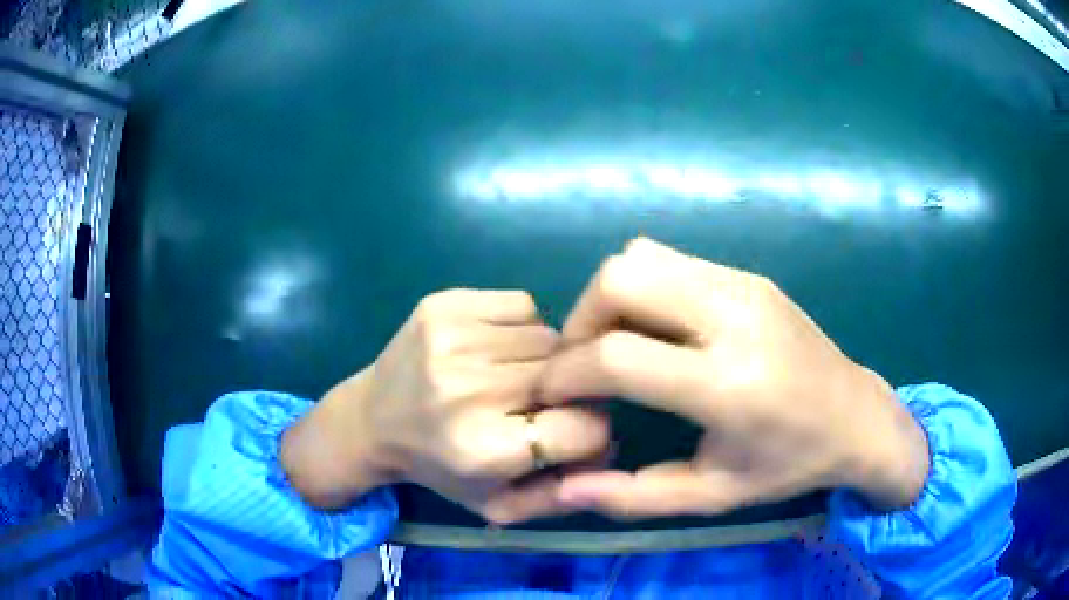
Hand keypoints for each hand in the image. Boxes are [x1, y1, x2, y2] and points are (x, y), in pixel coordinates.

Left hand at [281, 289, 608, 523]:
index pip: (586, 427)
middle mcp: (467, 390)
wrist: (371, 419)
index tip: (569, 433)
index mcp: (482, 448)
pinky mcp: (444, 303)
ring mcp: (452, 338)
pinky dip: (522, 327)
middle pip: (571, 375)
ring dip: (544, 359)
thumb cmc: (439, 467)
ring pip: (550, 336)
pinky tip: (494, 348)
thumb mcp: (497, 504)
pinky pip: (523, 304)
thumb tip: (610, 449)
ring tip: (510, 376)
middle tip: (536, 402)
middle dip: (569, 392)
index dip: (589, 431)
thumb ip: (560, 494)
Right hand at [539, 238, 929, 518]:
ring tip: (614, 343)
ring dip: (609, 298)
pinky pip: (671, 260)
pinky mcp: (749, 276)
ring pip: (641, 256)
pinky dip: (642, 288)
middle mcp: (734, 318)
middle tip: (582, 363)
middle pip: (620, 278)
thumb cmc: (789, 465)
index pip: (617, 356)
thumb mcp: (713, 496)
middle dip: (581, 320)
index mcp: (728, 385)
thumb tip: (564, 485)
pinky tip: (656, 329)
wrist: (857, 417)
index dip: (566, 373)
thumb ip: (633, 496)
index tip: (551, 394)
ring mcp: (744, 285)